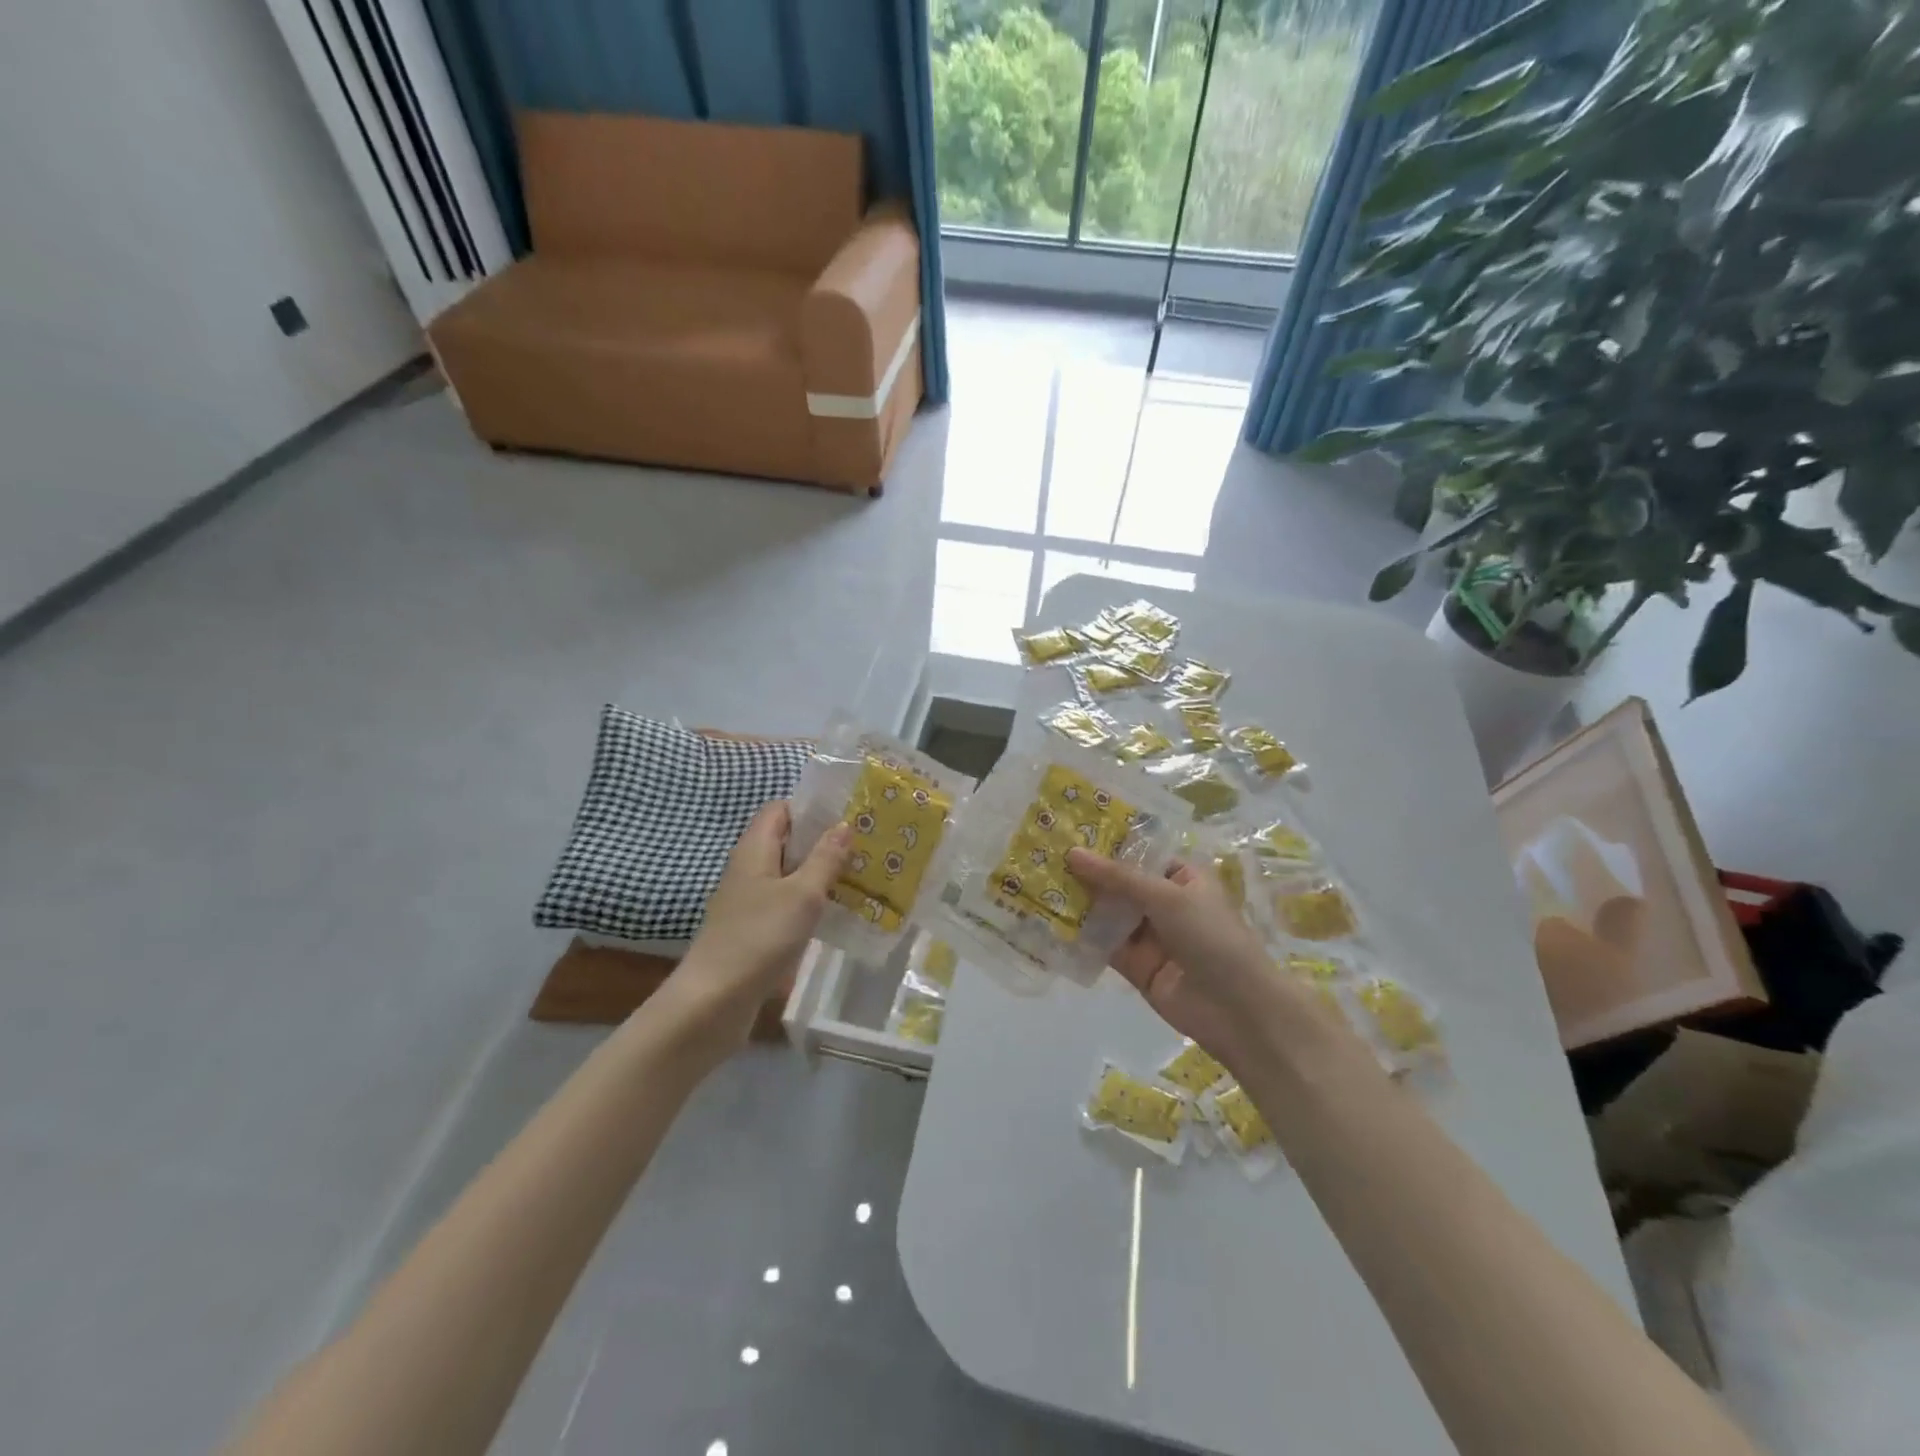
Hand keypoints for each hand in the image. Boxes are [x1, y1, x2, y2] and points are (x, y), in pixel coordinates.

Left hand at [669, 802, 850, 1049]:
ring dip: (821, 873)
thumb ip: (825, 858)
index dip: (811, 807)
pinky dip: (812, 902)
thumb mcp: (802, 894)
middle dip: (824, 840)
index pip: (780, 810)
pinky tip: (839, 912)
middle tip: (866, 843)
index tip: (849, 812)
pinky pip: (787, 903)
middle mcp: (749, 869)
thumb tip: (844, 824)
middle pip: (787, 841)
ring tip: (863, 874)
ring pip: (790, 874)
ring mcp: (750, 901)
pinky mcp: (755, 929)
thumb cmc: (759, 937)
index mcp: (754, 849)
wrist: (713, 1002)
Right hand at [1066, 850, 1295, 1073]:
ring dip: (1079, 902)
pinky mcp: (1135, 966)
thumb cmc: (1212, 938)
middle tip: (1043, 855)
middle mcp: (1164, 902)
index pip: (1139, 853)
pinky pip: (1104, 945)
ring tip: (1037, 882)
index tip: (1068, 829)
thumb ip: (1117, 877)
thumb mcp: (1166, 897)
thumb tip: (1072, 852)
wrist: (1238, 1010)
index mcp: (1182, 877)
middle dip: (1086, 873)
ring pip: (1107, 913)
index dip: (1107, 843)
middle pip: (1119, 883)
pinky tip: (1049, 921)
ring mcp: (1148, 935)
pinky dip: (1080, 935)